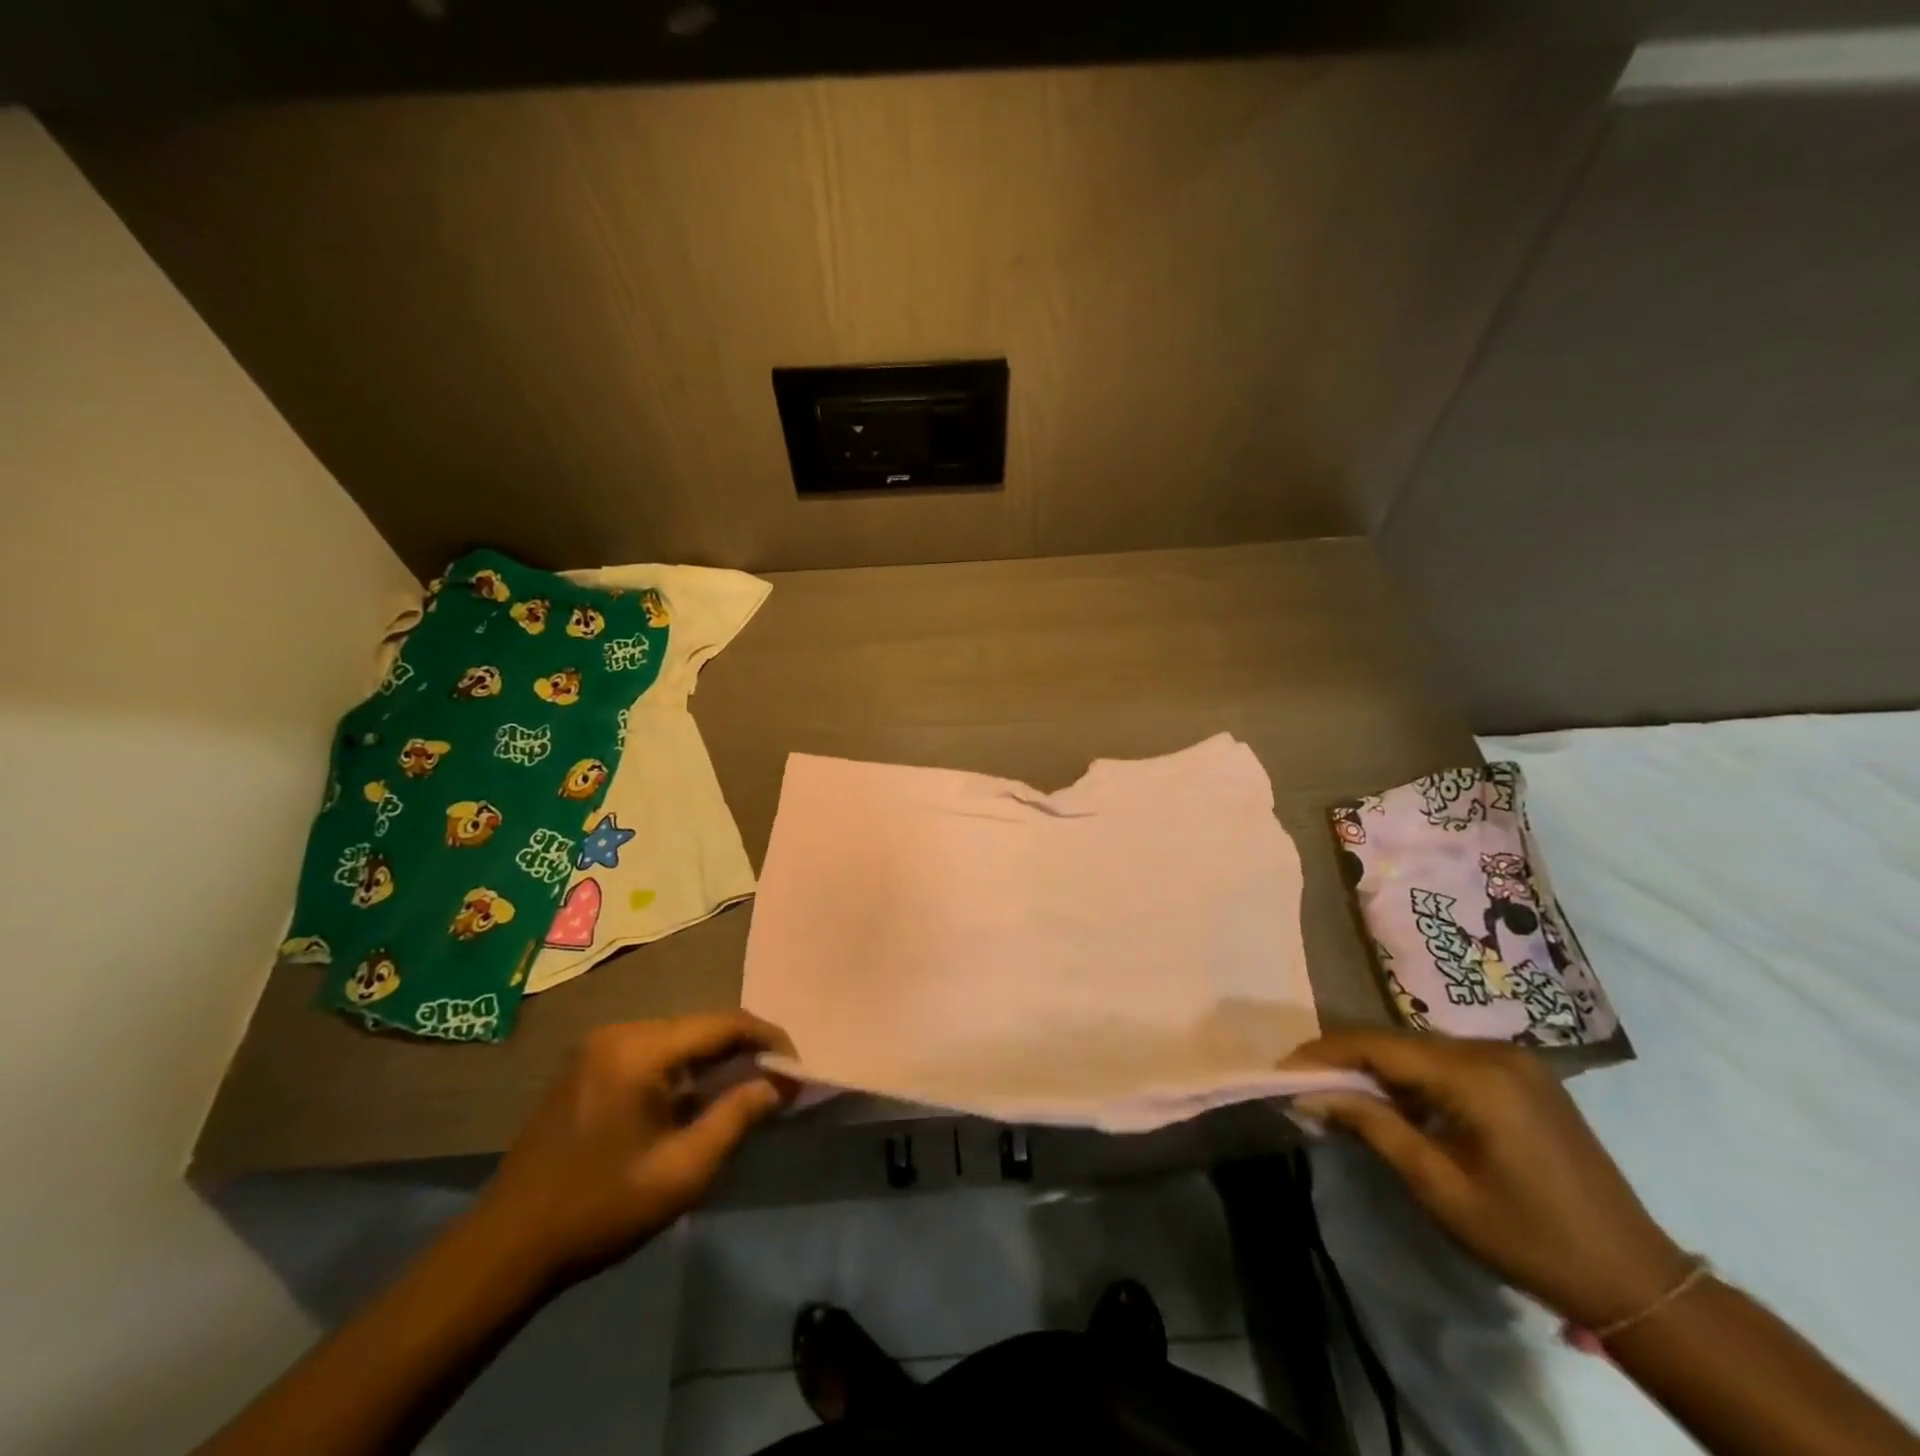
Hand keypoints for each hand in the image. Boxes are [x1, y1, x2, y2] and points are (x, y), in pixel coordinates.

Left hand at [471, 1012, 794, 1284]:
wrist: (504, 1248)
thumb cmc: (600, 1209)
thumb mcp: (682, 1173)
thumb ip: (737, 1118)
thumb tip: (777, 1084)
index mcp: (641, 1050)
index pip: (723, 1024)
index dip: (768, 1040)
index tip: (797, 1068)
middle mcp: (620, 1033)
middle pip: (701, 1027)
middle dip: (743, 1051)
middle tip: (776, 1084)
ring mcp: (599, 1047)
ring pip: (678, 1039)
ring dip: (715, 1061)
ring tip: (746, 1091)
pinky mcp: (588, 1065)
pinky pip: (653, 1052)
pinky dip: (684, 1070)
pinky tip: (697, 1099)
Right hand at [1287, 1031, 1691, 1329]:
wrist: (1636, 1279)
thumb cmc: (1529, 1239)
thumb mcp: (1438, 1188)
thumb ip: (1372, 1127)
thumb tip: (1308, 1095)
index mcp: (1476, 1076)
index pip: (1378, 1045)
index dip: (1324, 1053)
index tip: (1283, 1069)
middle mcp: (1493, 1051)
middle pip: (1398, 1042)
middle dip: (1348, 1060)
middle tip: (1307, 1086)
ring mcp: (1514, 1060)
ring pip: (1421, 1050)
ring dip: (1380, 1069)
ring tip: (1341, 1095)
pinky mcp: (1523, 1076)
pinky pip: (1449, 1062)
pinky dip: (1414, 1077)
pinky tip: (1398, 1103)